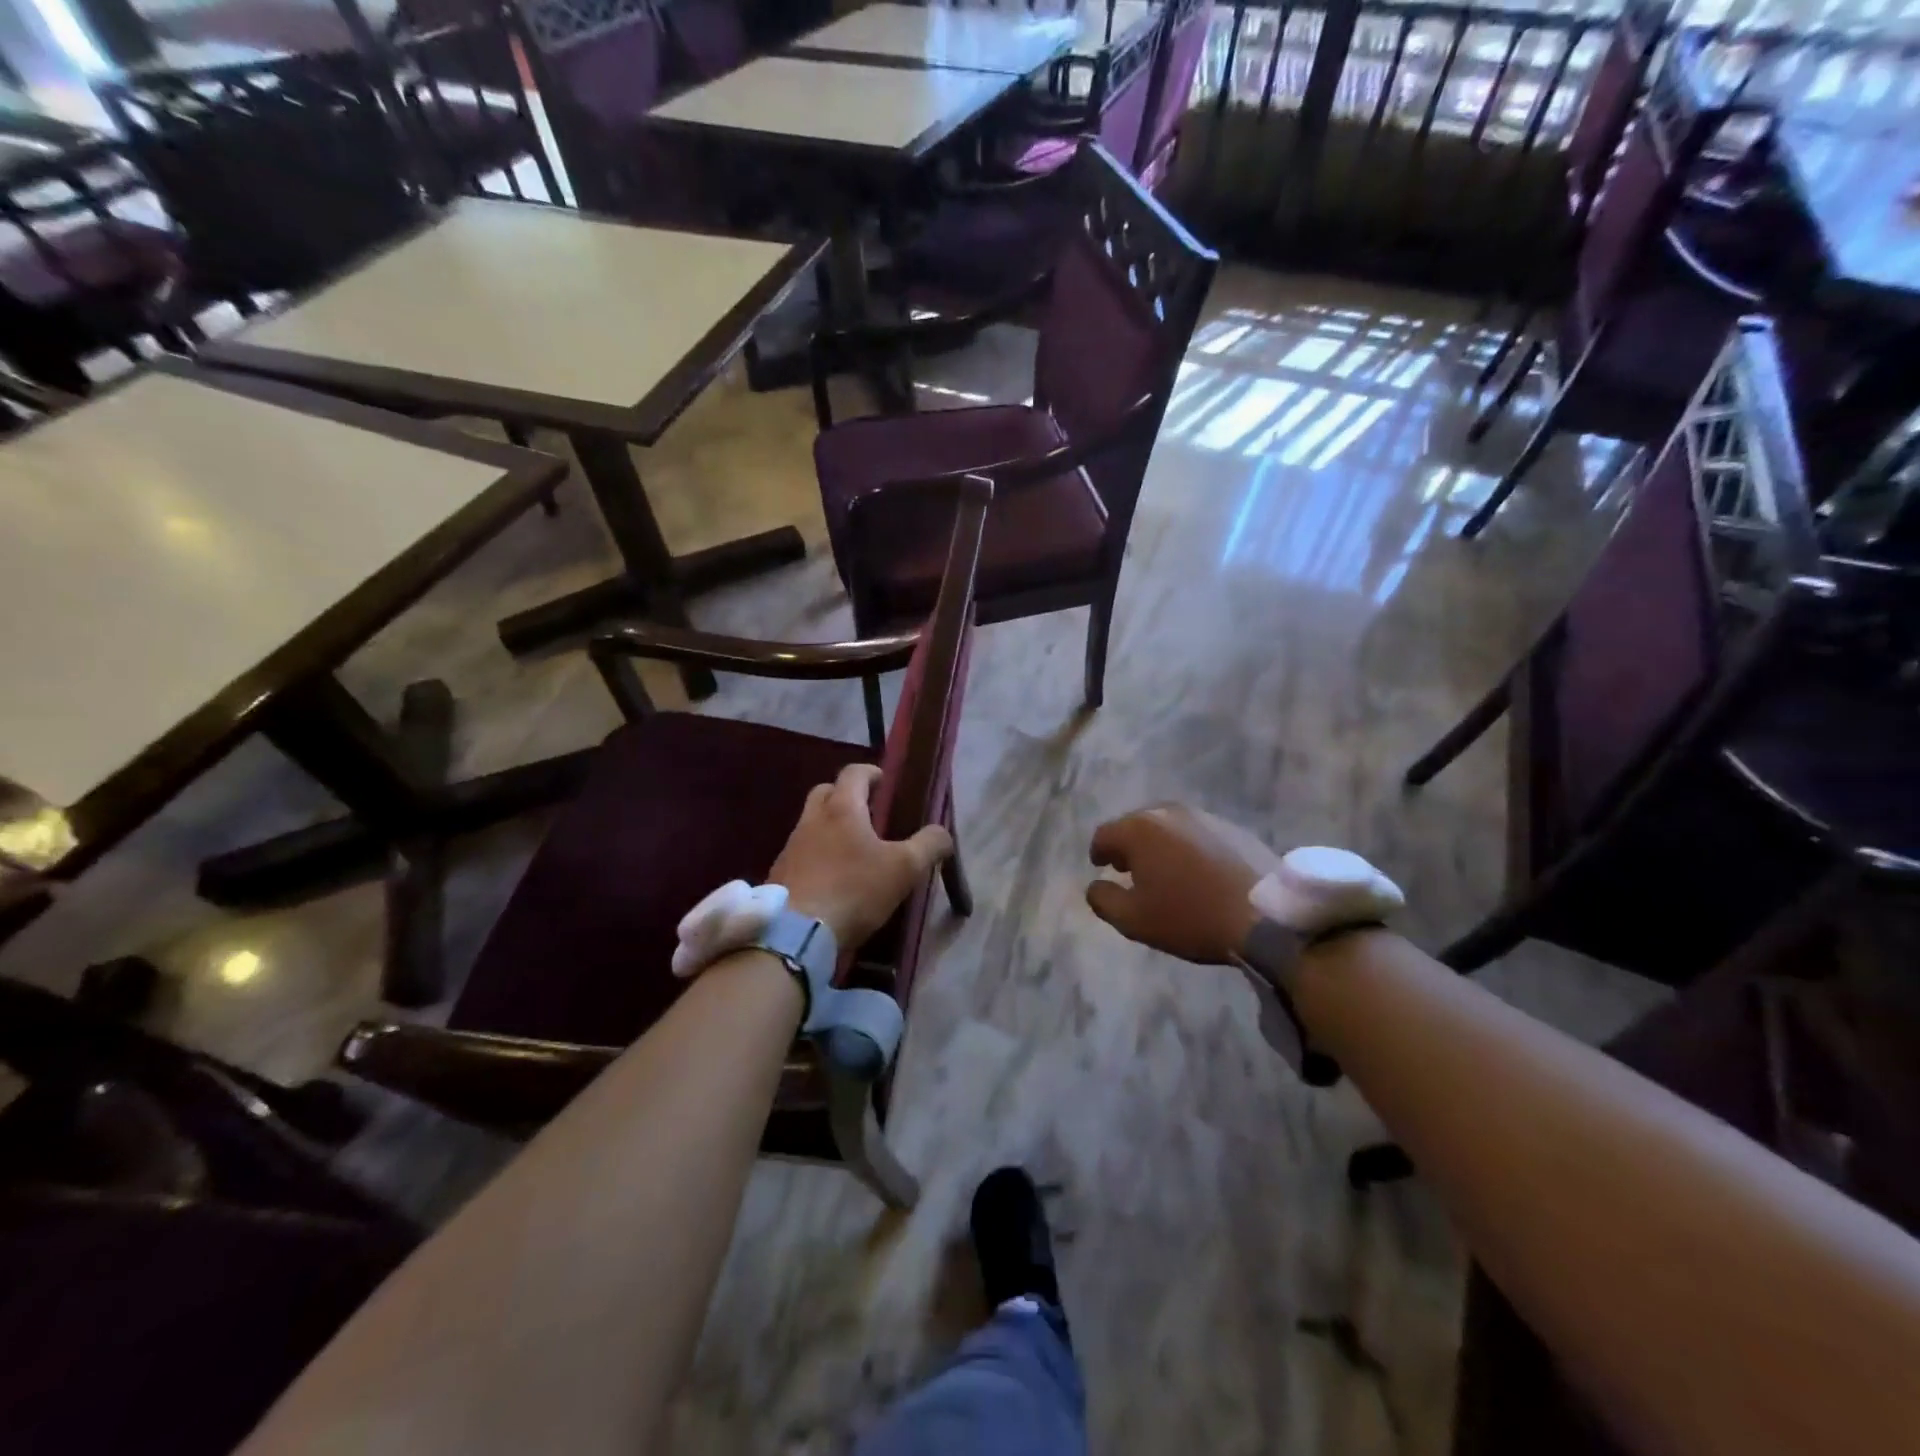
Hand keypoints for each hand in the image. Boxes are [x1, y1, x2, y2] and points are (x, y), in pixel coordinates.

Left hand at [769, 764, 952, 949]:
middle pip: (826, 792)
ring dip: (830, 827)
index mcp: (842, 808)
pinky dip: (817, 855)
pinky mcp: (779, 873)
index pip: (854, 773)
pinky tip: (832, 879)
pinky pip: (801, 852)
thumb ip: (929, 845)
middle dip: (846, 795)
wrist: (795, 933)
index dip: (872, 773)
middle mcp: (812, 819)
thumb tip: (943, 833)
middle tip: (868, 814)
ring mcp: (791, 846)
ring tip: (853, 851)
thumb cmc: (854, 890)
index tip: (886, 784)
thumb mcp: (904, 869)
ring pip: (811, 823)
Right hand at [1086, 804, 1281, 964]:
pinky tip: (1197, 872)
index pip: (1104, 834)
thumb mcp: (1134, 920)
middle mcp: (1168, 812)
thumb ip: (1104, 900)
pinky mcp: (1232, 827)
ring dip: (1159, 845)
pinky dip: (1187, 848)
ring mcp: (1203, 816)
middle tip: (1129, 869)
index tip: (1100, 866)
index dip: (1098, 852)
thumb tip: (1094, 885)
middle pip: (1136, 825)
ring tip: (1164, 871)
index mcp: (1139, 830)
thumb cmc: (1190, 916)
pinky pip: (1196, 834)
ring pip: (1168, 827)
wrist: (1265, 915)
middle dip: (1128, 845)